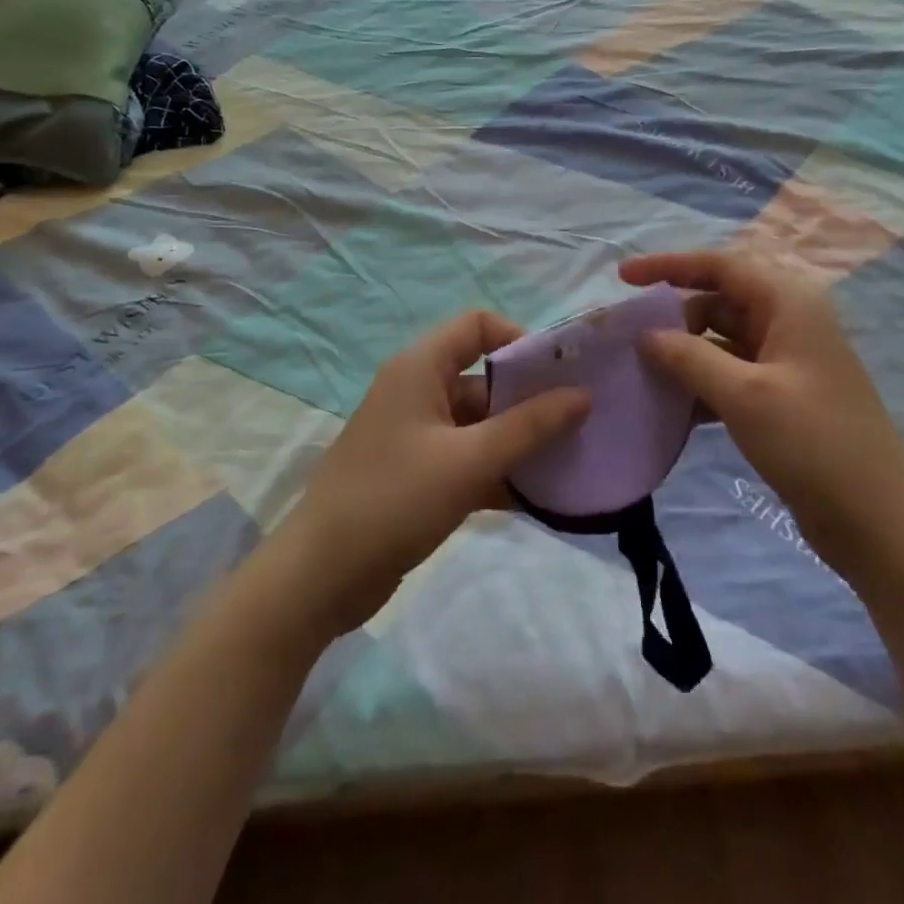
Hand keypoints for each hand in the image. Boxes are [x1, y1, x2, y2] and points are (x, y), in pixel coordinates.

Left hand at [268, 311, 589, 640]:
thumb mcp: (469, 460)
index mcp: (420, 368)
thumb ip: (529, 427)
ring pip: (479, 424)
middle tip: (577, 425)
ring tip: (567, 463)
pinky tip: (537, 498)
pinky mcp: (416, 475)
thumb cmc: (394, 499)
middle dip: (529, 400)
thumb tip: (583, 395)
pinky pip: (467, 459)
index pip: (477, 326)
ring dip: (518, 442)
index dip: (519, 340)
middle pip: (484, 378)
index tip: (559, 373)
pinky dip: (498, 472)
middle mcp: (417, 391)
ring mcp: (416, 435)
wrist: (319, 577)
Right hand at [620, 250, 903, 567]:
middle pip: (718, 299)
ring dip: (683, 352)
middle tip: (629, 336)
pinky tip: (670, 407)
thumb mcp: (744, 396)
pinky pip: (730, 373)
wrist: (878, 521)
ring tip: (639, 370)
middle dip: (673, 314)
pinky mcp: (781, 395)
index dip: (669, 265)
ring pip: (721, 338)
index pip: (720, 265)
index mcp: (788, 302)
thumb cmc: (814, 444)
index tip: (622, 277)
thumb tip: (646, 335)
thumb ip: (688, 358)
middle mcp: (788, 320)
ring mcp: (786, 359)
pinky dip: (700, 382)